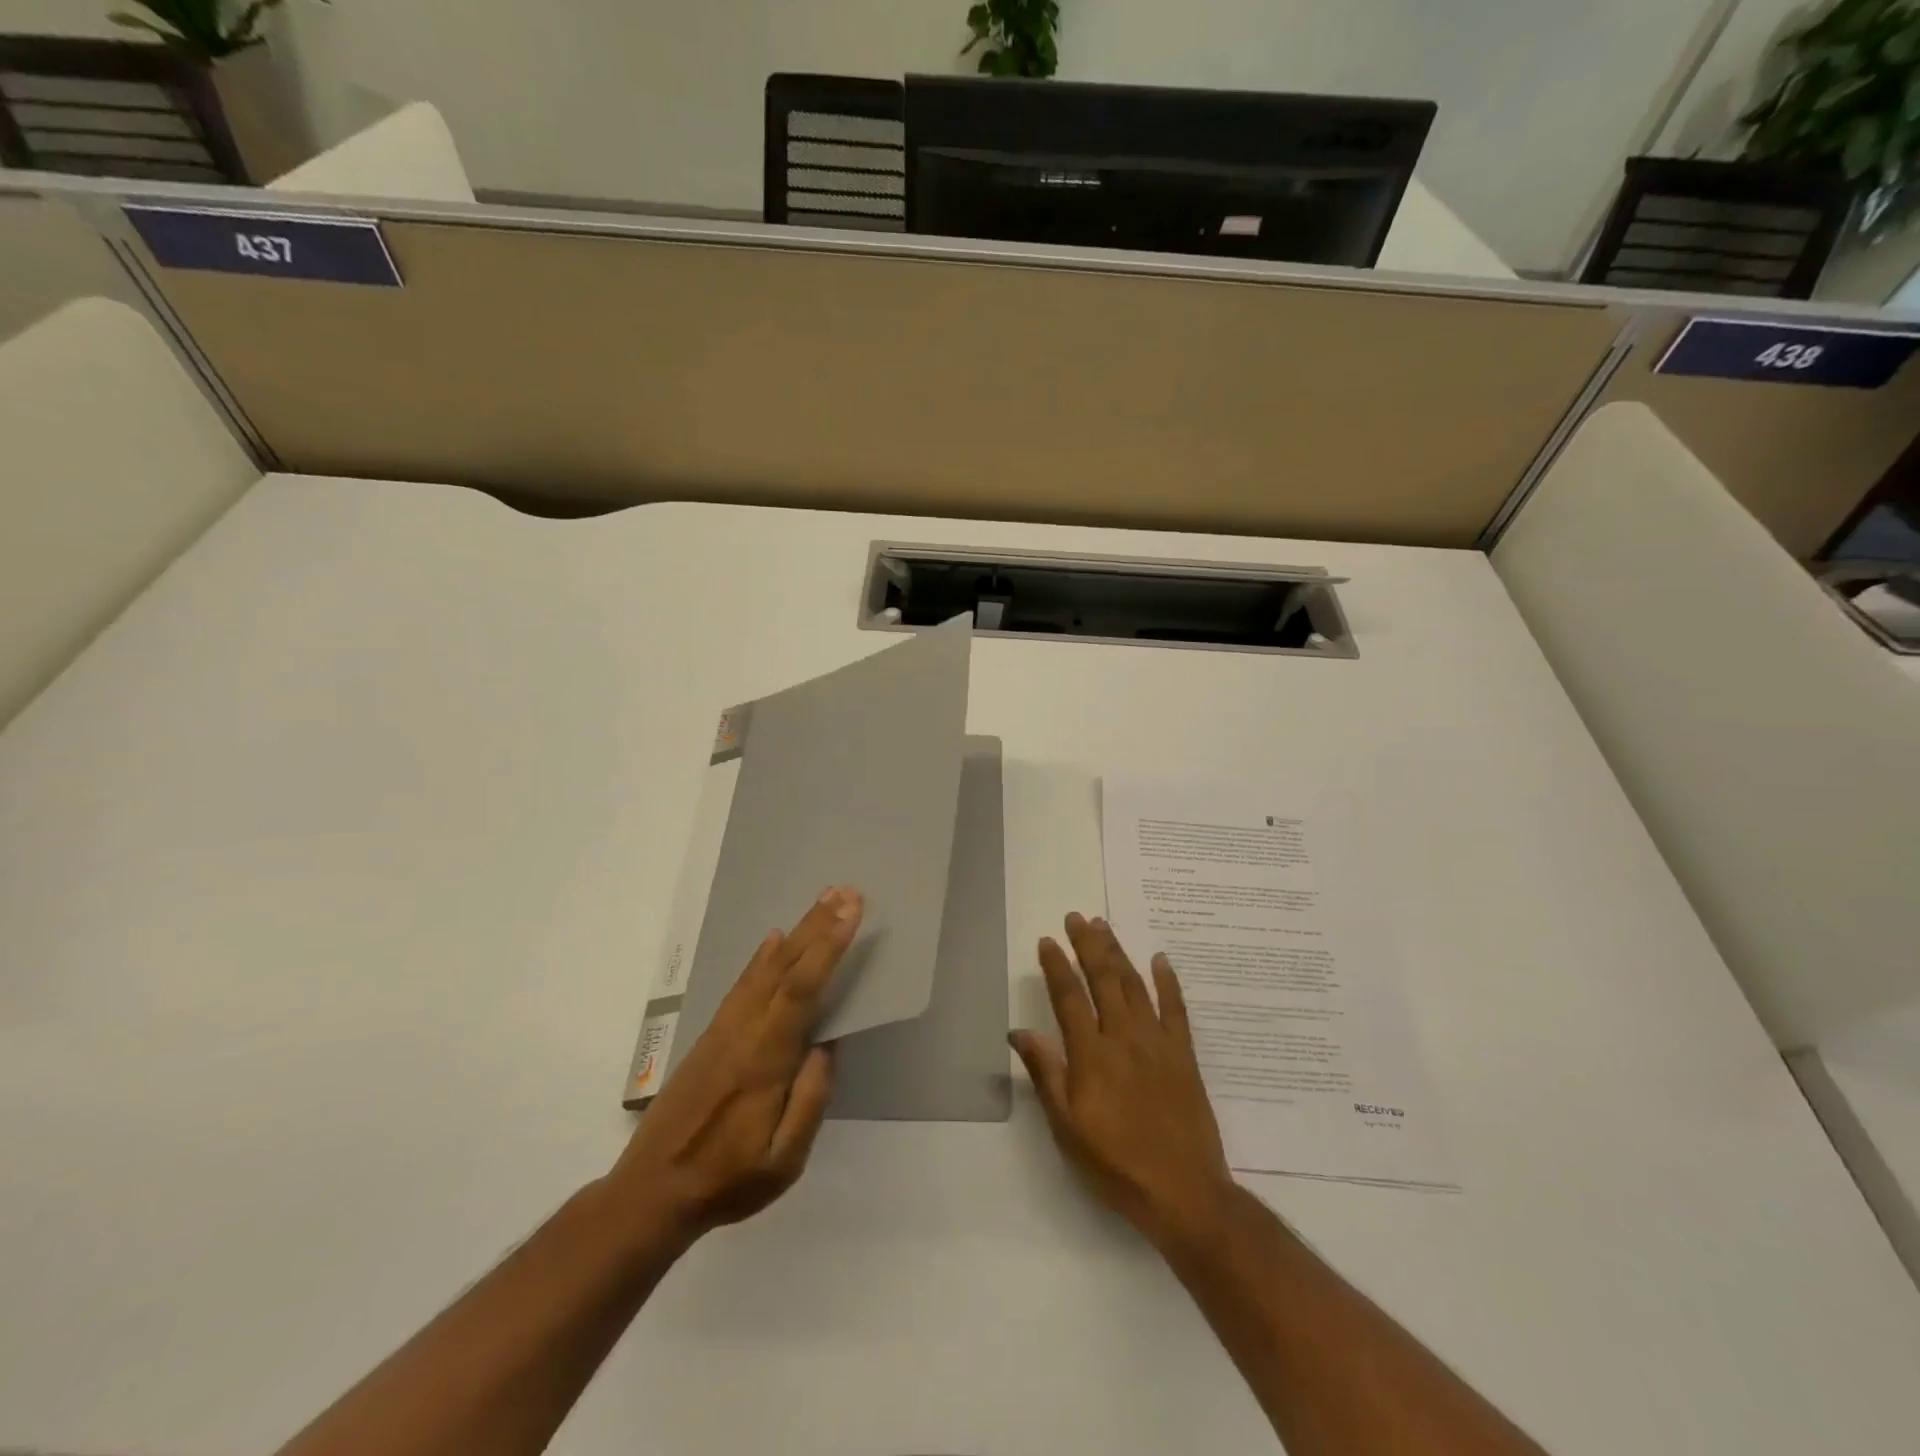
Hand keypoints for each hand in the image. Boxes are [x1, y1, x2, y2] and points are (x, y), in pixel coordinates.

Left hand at [605, 885, 863, 1246]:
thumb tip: (828, 1044)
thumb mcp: (783, 1161)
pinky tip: (774, 941)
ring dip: (796, 932)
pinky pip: (743, 984)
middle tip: (844, 891)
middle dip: (817, 926)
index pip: (802, 989)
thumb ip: (810, 1101)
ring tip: (820, 903)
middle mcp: (744, 1032)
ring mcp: (724, 1030)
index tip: (851, 912)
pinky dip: (762, 957)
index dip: (827, 947)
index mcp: (766, 1059)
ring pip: (764, 969)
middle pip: (785, 966)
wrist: (651, 1191)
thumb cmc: (726, 1179)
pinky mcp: (711, 1036)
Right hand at [1011, 913, 1236, 1251]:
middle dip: (1088, 945)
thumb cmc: (1115, 1163)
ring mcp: (1157, 1042)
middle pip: (1104, 979)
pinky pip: (1176, 1008)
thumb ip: (1047, 1074)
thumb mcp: (1067, 1127)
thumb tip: (1019, 1032)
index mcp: (1091, 1054)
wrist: (1183, 1191)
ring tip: (1105, 927)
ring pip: (1135, 985)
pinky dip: (1168, 980)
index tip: (1048, 940)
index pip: (1069, 997)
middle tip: (1077, 917)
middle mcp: (1123, 1037)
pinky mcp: (1184, 1054)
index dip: (1057, 966)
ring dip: (1118, 953)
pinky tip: (1160, 958)